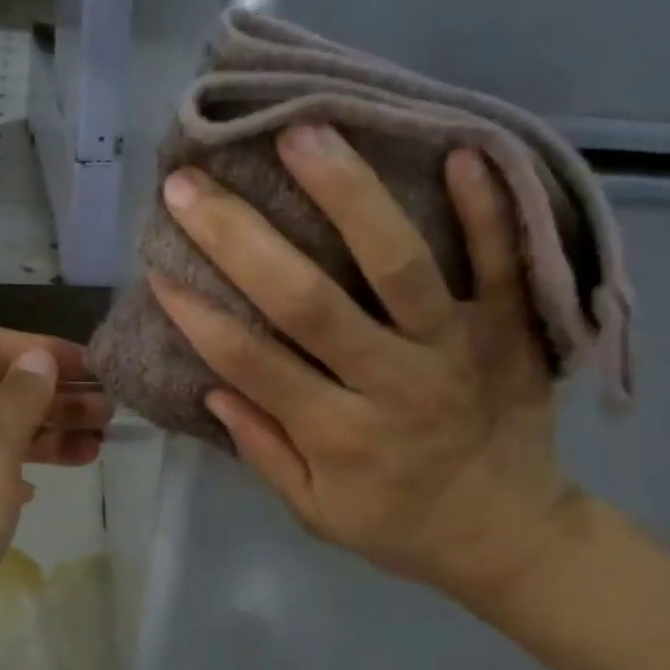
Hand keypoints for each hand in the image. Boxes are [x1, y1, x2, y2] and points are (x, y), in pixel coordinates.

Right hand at [149, 123, 582, 609]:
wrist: (511, 538)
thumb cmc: (400, 526)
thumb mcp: (317, 514)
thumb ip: (265, 451)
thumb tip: (212, 388)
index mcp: (339, 435)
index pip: (254, 364)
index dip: (199, 317)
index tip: (158, 268)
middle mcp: (392, 384)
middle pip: (309, 303)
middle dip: (240, 240)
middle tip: (190, 185)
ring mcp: (457, 349)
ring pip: (399, 265)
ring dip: (348, 195)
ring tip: (301, 131)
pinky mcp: (512, 329)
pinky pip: (503, 261)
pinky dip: (485, 207)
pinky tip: (458, 148)